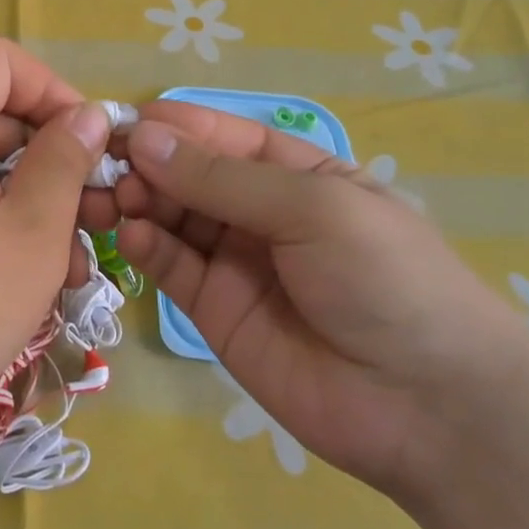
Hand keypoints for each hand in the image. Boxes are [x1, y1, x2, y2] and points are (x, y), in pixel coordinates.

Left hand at [0, 35, 109, 460]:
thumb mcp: (29, 235)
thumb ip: (63, 165)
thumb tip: (86, 116)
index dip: (48, 86)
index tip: (85, 144)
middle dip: (56, 157)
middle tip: (99, 216)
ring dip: (38, 206)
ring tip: (78, 268)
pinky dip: (4, 233)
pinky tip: (36, 288)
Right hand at [107, 103, 526, 495]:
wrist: (427, 406)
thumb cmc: (385, 278)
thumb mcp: (312, 208)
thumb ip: (222, 178)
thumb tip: (144, 138)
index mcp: (295, 172)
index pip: (219, 136)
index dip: (172, 126)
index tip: (117, 122)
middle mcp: (259, 210)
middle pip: (188, 175)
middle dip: (145, 164)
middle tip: (102, 167)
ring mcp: (234, 261)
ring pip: (170, 217)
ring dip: (135, 202)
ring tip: (106, 199)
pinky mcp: (214, 309)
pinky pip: (170, 267)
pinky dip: (144, 247)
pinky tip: (129, 236)